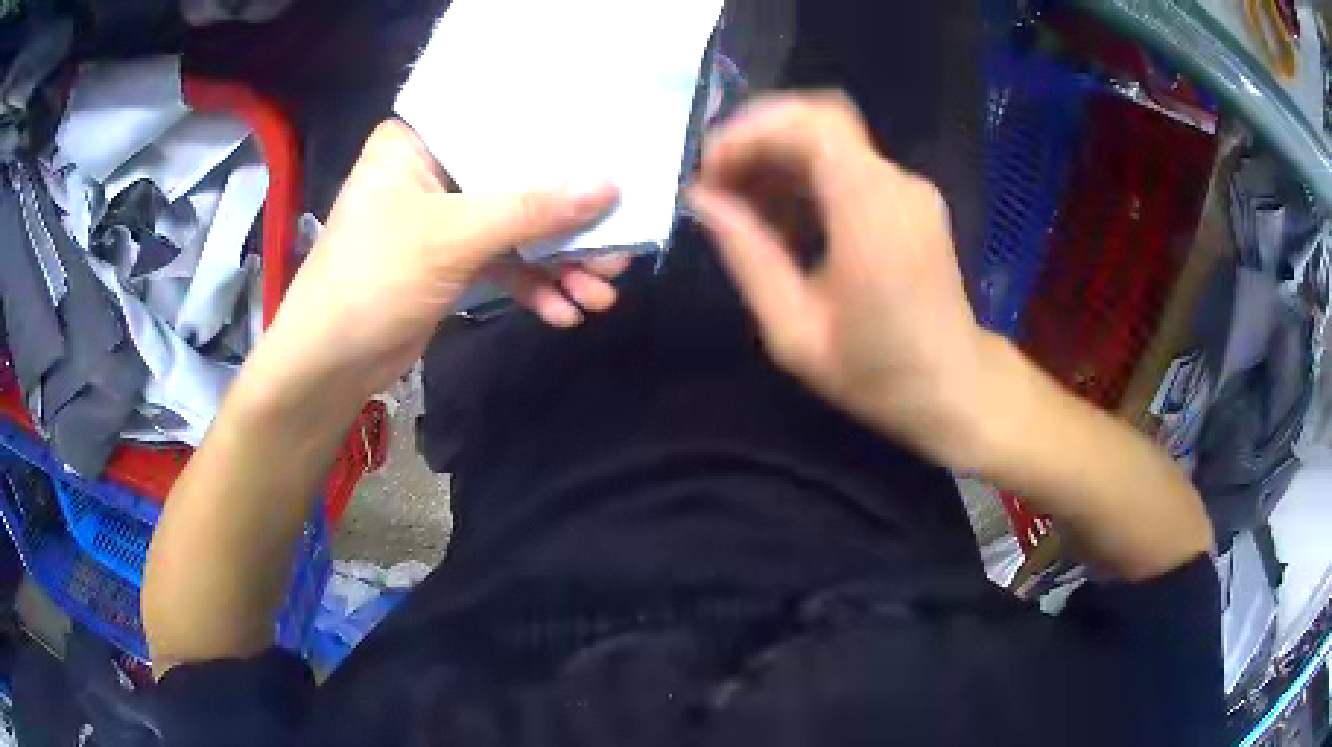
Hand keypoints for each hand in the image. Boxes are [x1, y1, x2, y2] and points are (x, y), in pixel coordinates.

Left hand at [254, 119, 624, 402]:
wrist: (330, 365)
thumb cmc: (373, 279)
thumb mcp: (452, 237)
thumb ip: (532, 211)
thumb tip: (611, 187)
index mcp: (419, 140)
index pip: (500, 122)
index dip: (559, 138)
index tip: (615, 155)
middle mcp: (434, 170)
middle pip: (518, 180)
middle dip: (569, 221)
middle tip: (618, 246)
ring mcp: (445, 218)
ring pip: (517, 227)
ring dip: (559, 263)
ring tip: (602, 294)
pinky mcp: (451, 261)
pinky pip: (504, 264)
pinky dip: (534, 287)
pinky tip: (565, 312)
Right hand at [689, 94, 990, 467]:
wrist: (956, 389)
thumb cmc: (878, 373)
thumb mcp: (795, 332)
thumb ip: (748, 256)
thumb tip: (701, 200)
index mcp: (872, 213)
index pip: (812, 125)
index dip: (751, 132)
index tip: (709, 172)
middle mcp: (897, 184)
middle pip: (819, 120)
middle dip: (757, 139)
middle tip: (715, 185)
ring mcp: (909, 189)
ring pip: (831, 140)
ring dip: (777, 157)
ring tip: (738, 203)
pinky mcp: (911, 200)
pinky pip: (849, 165)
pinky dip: (805, 175)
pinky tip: (780, 215)